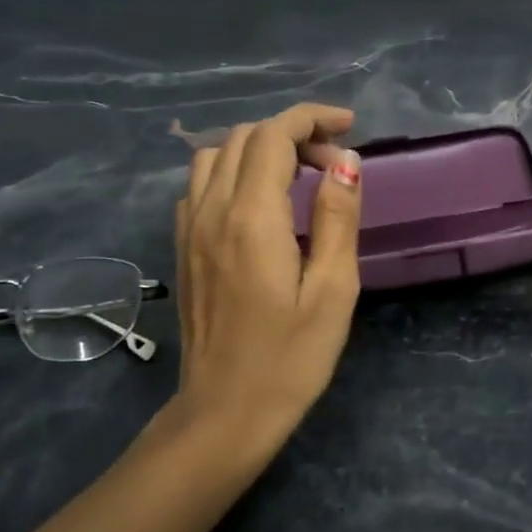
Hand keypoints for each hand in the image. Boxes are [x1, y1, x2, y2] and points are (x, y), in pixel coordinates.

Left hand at [173, 103, 363, 442]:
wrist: (223, 413)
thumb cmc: (290, 359)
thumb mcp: (333, 291)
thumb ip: (338, 219)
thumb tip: (346, 163)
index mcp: (251, 218)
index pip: (273, 135)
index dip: (311, 118)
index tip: (348, 127)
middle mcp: (212, 211)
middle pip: (243, 137)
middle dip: (292, 133)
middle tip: (334, 165)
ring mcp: (189, 229)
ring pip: (216, 155)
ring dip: (259, 148)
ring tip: (298, 176)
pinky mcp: (183, 248)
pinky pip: (201, 184)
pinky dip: (234, 172)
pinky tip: (261, 204)